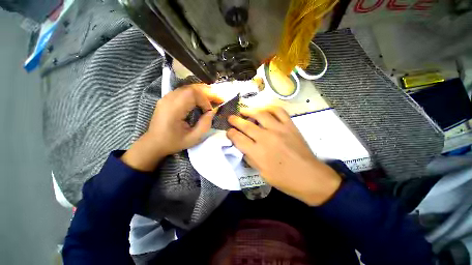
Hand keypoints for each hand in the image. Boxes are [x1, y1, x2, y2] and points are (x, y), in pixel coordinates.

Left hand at [121, 84, 220, 171]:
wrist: (154, 143)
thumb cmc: (174, 142)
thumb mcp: (193, 138)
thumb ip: (205, 124)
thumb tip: (213, 111)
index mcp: (174, 109)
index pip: (192, 94)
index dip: (205, 100)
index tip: (210, 111)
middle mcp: (169, 99)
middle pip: (191, 88)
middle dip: (207, 92)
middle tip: (218, 98)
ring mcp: (166, 97)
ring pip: (187, 88)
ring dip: (201, 91)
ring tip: (212, 97)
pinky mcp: (167, 99)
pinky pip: (183, 91)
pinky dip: (195, 93)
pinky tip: (201, 99)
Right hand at [227, 107, 341, 205]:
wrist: (310, 177)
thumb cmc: (284, 179)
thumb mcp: (261, 173)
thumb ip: (250, 157)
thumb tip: (242, 146)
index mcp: (257, 152)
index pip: (238, 138)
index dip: (231, 133)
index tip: (228, 131)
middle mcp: (266, 138)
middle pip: (246, 125)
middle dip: (235, 120)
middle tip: (231, 117)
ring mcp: (279, 129)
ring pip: (260, 114)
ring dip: (249, 110)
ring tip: (244, 110)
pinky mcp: (290, 125)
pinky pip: (279, 111)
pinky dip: (269, 107)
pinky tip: (264, 109)